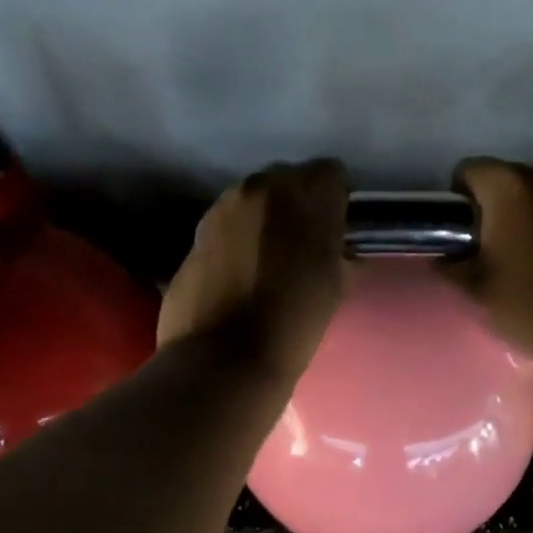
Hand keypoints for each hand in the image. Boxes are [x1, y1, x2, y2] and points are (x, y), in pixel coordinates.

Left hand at [158, 159, 351, 381]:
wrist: (224, 358)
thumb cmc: (294, 321)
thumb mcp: (335, 284)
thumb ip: (338, 249)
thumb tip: (334, 246)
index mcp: (302, 193)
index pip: (330, 174)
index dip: (336, 201)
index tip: (336, 231)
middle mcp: (257, 187)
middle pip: (287, 180)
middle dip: (298, 204)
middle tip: (303, 245)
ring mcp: (219, 209)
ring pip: (252, 202)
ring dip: (264, 221)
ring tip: (269, 261)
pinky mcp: (194, 236)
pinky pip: (225, 227)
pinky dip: (237, 242)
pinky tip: (240, 276)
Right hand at [442, 159, 532, 364]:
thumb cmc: (529, 302)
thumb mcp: (475, 289)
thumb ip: (450, 265)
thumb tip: (444, 257)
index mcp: (509, 186)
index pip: (468, 171)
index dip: (457, 201)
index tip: (461, 235)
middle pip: (506, 181)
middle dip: (493, 209)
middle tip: (488, 251)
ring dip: (526, 218)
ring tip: (523, 259)